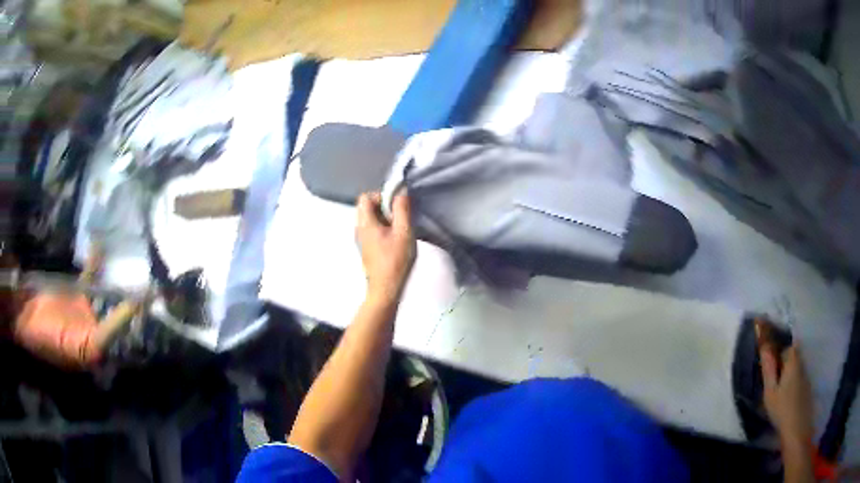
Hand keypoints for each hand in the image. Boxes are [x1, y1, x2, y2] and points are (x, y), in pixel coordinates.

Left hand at [355, 192, 415, 304]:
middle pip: (367, 207)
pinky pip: (372, 230)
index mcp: (365, 223)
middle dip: (384, 207)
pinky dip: (383, 229)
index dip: (381, 196)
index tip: (396, 205)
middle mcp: (359, 229)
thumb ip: (402, 210)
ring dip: (385, 218)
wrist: (385, 289)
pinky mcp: (367, 248)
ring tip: (399, 229)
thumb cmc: (395, 261)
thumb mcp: (404, 232)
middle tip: (399, 217)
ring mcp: (361, 240)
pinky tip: (396, 240)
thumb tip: (401, 192)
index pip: (365, 197)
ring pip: (370, 219)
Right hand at [760, 344, 813, 447]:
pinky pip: (799, 378)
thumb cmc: (781, 409)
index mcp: (793, 362)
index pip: (788, 347)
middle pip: (793, 356)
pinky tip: (786, 399)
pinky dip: (793, 383)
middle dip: (784, 363)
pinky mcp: (807, 387)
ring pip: (797, 368)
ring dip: (788, 374)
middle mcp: (802, 364)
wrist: (797, 427)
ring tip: (779, 392)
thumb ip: (768, 370)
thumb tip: (765, 347)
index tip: (770, 366)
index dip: (779, 354)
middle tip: (773, 381)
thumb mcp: (770, 392)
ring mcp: (806, 376)